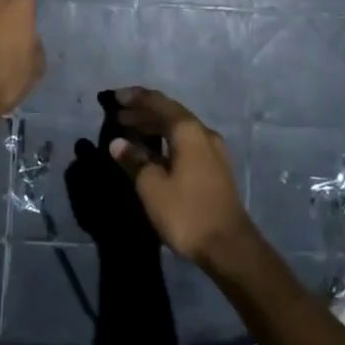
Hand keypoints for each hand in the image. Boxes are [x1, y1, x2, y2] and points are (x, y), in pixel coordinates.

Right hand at [109, 87, 252, 268]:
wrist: (229, 247)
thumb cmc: (187, 212)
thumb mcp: (152, 187)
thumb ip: (134, 160)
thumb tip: (118, 143)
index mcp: (189, 131)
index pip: (159, 103)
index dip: (136, 97)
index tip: (114, 97)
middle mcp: (204, 134)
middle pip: (170, 113)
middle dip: (143, 112)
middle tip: (118, 115)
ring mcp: (213, 151)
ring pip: (179, 129)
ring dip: (154, 127)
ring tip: (130, 131)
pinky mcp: (215, 168)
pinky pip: (186, 143)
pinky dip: (166, 141)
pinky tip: (152, 152)